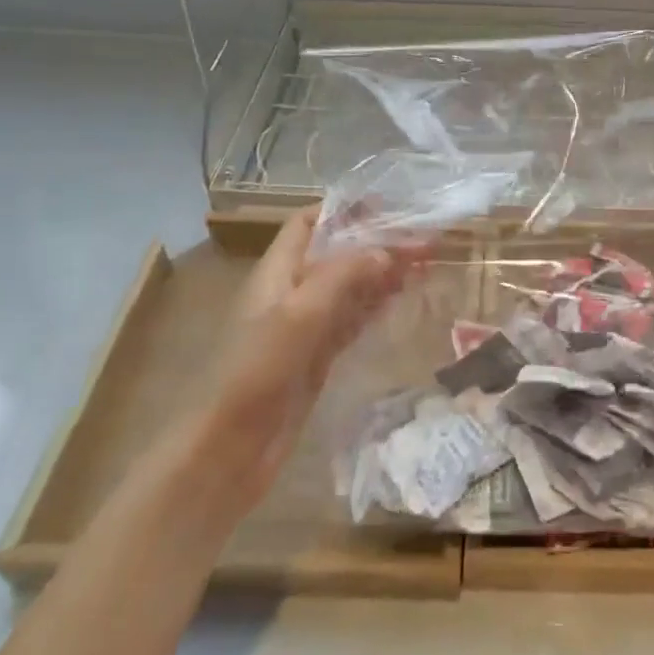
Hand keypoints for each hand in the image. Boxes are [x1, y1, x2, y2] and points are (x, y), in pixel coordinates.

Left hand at [199, 209, 423, 506]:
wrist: (229, 450)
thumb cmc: (257, 371)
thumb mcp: (300, 314)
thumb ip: (344, 275)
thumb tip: (386, 252)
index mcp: (277, 271)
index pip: (309, 223)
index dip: (343, 209)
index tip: (387, 204)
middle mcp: (291, 291)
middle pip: (338, 254)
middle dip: (377, 243)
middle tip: (425, 240)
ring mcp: (305, 326)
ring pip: (350, 287)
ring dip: (383, 273)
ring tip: (424, 263)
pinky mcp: (317, 357)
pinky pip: (352, 319)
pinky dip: (376, 305)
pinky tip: (402, 298)